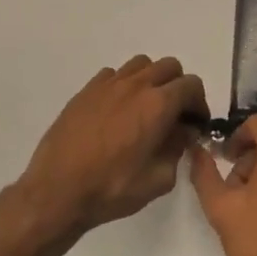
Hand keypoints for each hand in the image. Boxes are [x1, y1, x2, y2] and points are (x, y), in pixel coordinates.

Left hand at [18, 56, 207, 235]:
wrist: (57, 191)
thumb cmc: (112, 189)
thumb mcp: (158, 179)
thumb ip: (177, 149)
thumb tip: (183, 132)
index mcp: (158, 105)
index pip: (191, 85)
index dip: (199, 104)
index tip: (194, 124)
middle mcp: (135, 85)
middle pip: (169, 67)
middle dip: (178, 87)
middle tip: (174, 115)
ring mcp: (108, 85)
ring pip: (141, 64)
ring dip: (151, 80)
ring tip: (145, 108)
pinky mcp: (86, 91)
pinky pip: (113, 75)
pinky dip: (124, 86)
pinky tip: (117, 111)